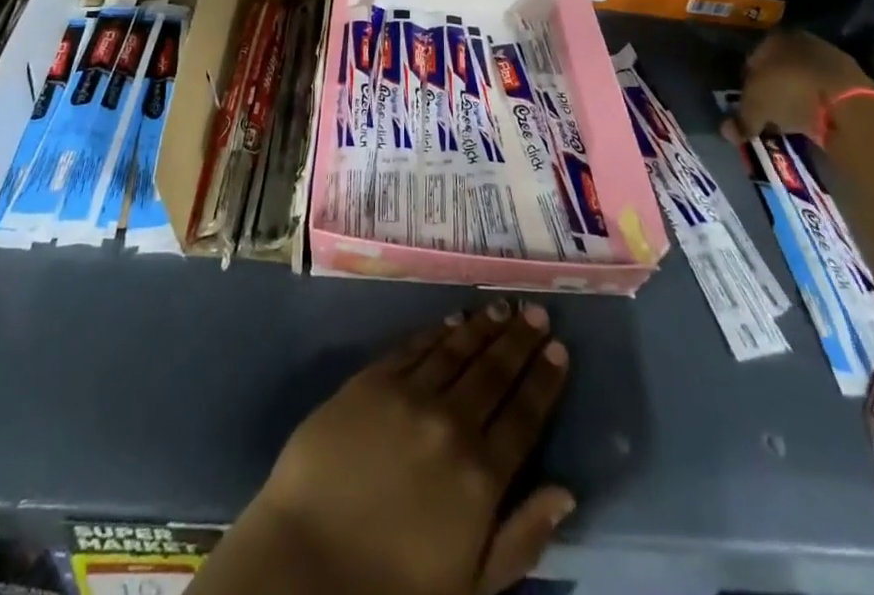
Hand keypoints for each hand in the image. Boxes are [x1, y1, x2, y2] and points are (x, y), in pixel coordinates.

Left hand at [208, 301, 572, 594]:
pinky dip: (436, 331)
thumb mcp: (472, 585)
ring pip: (456, 350)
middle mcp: (450, 424)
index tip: (559, 349)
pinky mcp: (371, 380)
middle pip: (494, 372)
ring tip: (501, 307)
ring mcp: (408, 396)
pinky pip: (413, 347)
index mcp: (481, 476)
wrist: (308, 562)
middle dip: (520, 340)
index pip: (524, 416)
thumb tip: (566, 493)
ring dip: (482, 327)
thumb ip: (522, 538)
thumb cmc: (395, 586)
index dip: (544, 380)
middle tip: (536, 312)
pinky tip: (451, 320)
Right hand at [723, 29, 873, 144]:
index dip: (747, 82)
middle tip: (769, 112)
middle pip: (780, 66)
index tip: (749, 103)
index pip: (752, 58)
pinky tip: (815, 119)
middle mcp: (800, 40)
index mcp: (772, 38)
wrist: (849, 105)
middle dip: (774, 87)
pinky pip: (827, 91)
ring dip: (798, 96)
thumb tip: (727, 132)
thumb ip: (740, 119)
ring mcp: (831, 56)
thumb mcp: (756, 109)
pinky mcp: (855, 77)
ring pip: (805, 78)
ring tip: (793, 119)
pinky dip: (819, 104)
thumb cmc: (790, 94)